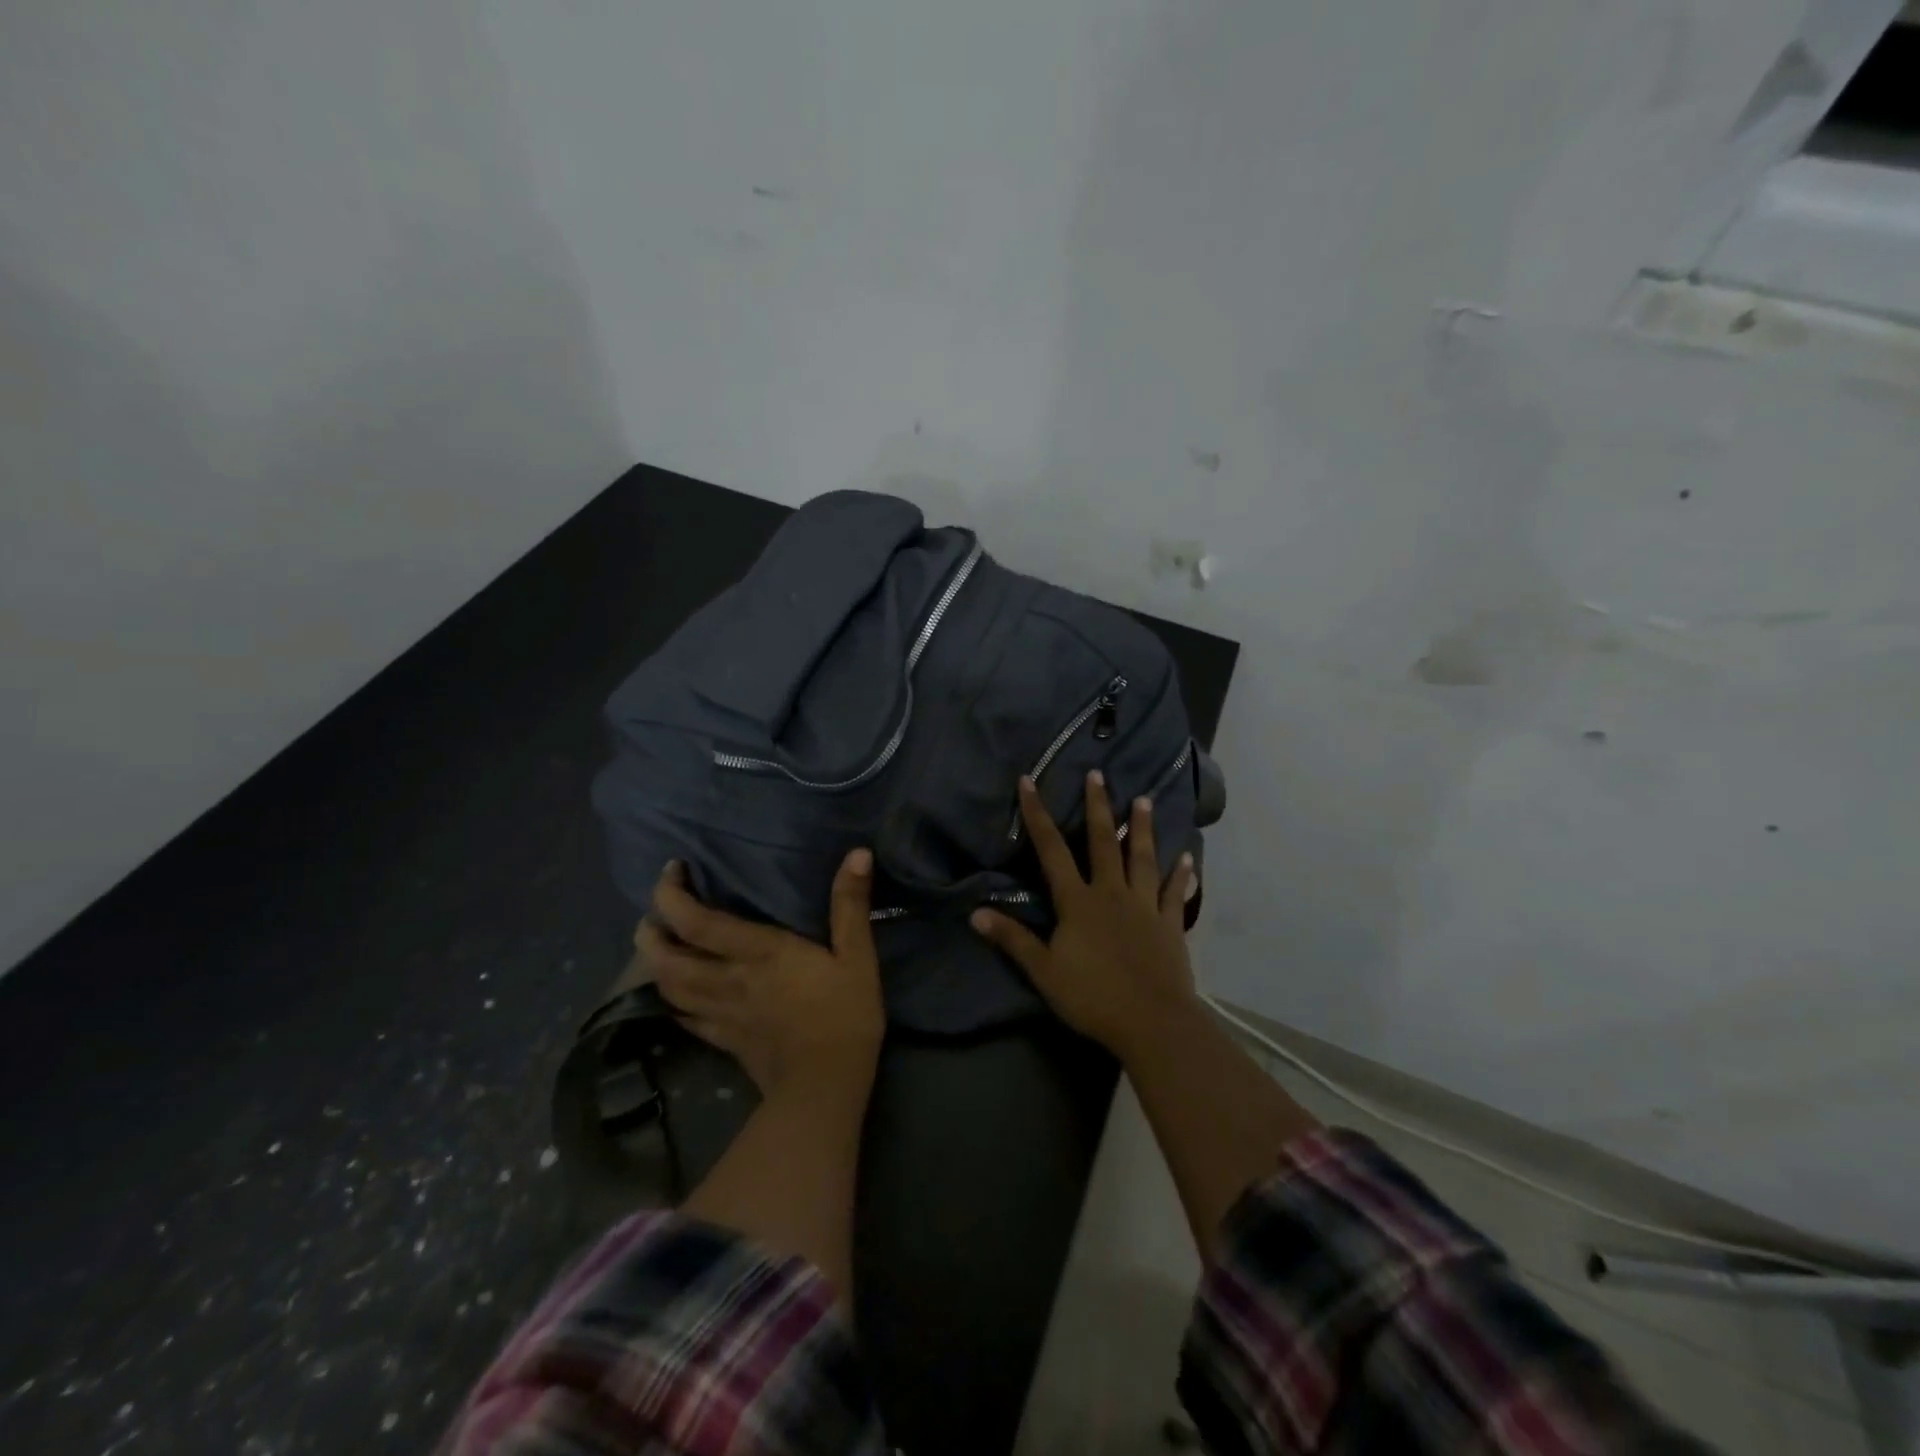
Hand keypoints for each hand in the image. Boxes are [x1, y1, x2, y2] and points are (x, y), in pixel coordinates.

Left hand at [636, 851, 884, 1097]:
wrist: (827, 1087)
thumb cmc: (845, 1014)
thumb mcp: (857, 955)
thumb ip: (850, 904)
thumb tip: (856, 852)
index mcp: (759, 953)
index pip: (697, 922)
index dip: (672, 895)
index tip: (672, 869)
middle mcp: (729, 979)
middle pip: (667, 958)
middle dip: (650, 933)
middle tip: (652, 914)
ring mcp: (721, 1013)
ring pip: (668, 988)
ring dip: (653, 965)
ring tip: (656, 947)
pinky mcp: (724, 1039)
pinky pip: (684, 1018)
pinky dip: (671, 1001)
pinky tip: (674, 995)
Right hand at [971, 773, 1195, 1058]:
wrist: (1152, 1021)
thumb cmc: (1092, 996)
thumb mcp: (1043, 971)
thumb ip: (1012, 939)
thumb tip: (975, 912)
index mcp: (1078, 901)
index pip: (1052, 850)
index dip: (1038, 815)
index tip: (1029, 782)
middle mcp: (1111, 892)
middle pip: (1102, 842)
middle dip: (1097, 806)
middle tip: (1098, 774)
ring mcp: (1144, 905)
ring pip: (1142, 858)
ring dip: (1142, 828)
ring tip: (1144, 799)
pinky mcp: (1169, 924)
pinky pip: (1174, 892)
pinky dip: (1180, 874)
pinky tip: (1187, 857)